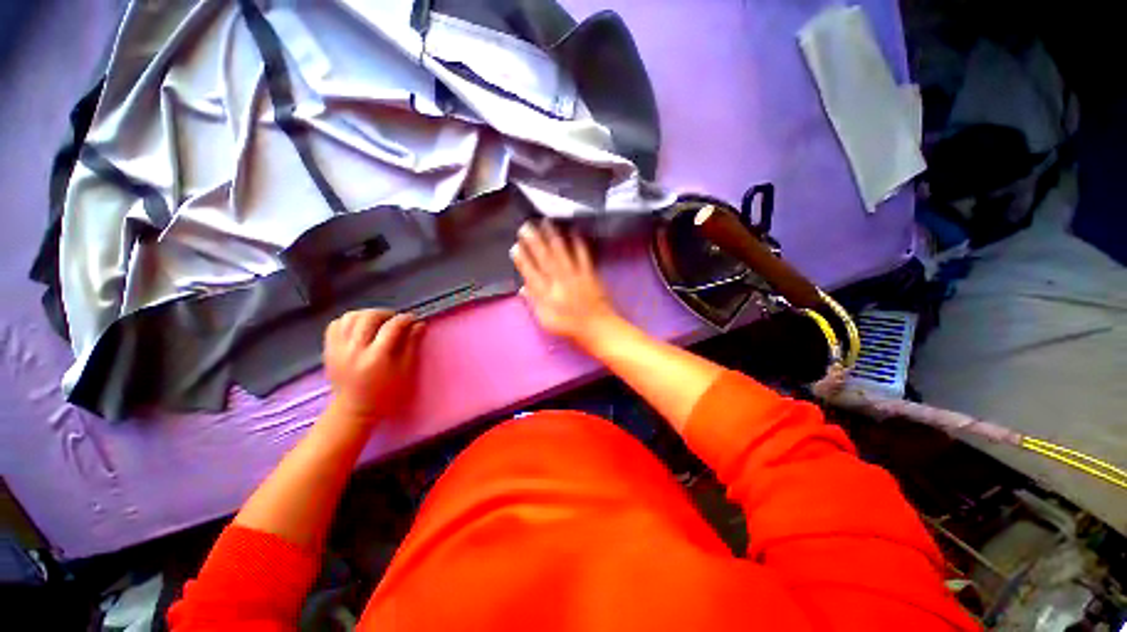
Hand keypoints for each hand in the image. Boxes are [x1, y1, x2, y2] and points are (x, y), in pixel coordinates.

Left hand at [323, 309, 423, 425]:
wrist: (354, 410)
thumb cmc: (386, 393)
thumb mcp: (405, 371)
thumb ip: (412, 345)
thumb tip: (419, 324)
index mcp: (376, 357)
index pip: (392, 327)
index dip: (405, 319)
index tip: (414, 319)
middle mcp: (354, 350)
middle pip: (368, 317)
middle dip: (386, 313)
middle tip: (396, 319)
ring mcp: (338, 349)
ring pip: (350, 317)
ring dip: (367, 314)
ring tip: (378, 321)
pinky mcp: (328, 350)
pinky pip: (336, 325)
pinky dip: (349, 320)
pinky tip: (360, 326)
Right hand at [510, 220, 620, 348]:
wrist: (596, 327)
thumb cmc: (569, 326)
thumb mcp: (546, 320)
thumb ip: (534, 303)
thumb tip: (522, 288)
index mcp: (547, 294)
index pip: (531, 273)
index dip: (522, 259)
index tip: (515, 246)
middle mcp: (559, 281)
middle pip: (544, 258)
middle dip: (534, 241)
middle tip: (526, 226)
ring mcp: (575, 275)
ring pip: (561, 253)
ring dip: (552, 236)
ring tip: (545, 222)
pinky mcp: (588, 273)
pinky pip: (582, 256)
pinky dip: (578, 244)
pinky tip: (574, 232)